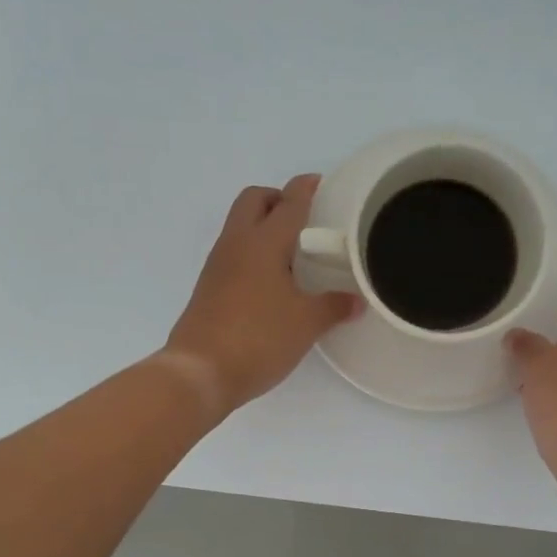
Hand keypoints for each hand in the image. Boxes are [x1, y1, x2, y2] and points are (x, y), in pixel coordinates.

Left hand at [163, 175, 358, 417]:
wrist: (199, 372)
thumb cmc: (258, 339)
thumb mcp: (306, 324)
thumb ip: (333, 306)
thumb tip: (356, 301)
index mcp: (263, 242)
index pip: (289, 202)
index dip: (306, 188)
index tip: (321, 183)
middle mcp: (236, 244)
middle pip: (254, 200)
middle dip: (278, 199)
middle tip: (304, 219)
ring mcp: (218, 265)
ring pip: (240, 226)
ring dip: (263, 226)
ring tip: (293, 253)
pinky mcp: (209, 288)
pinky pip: (233, 253)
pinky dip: (253, 253)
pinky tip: (272, 281)